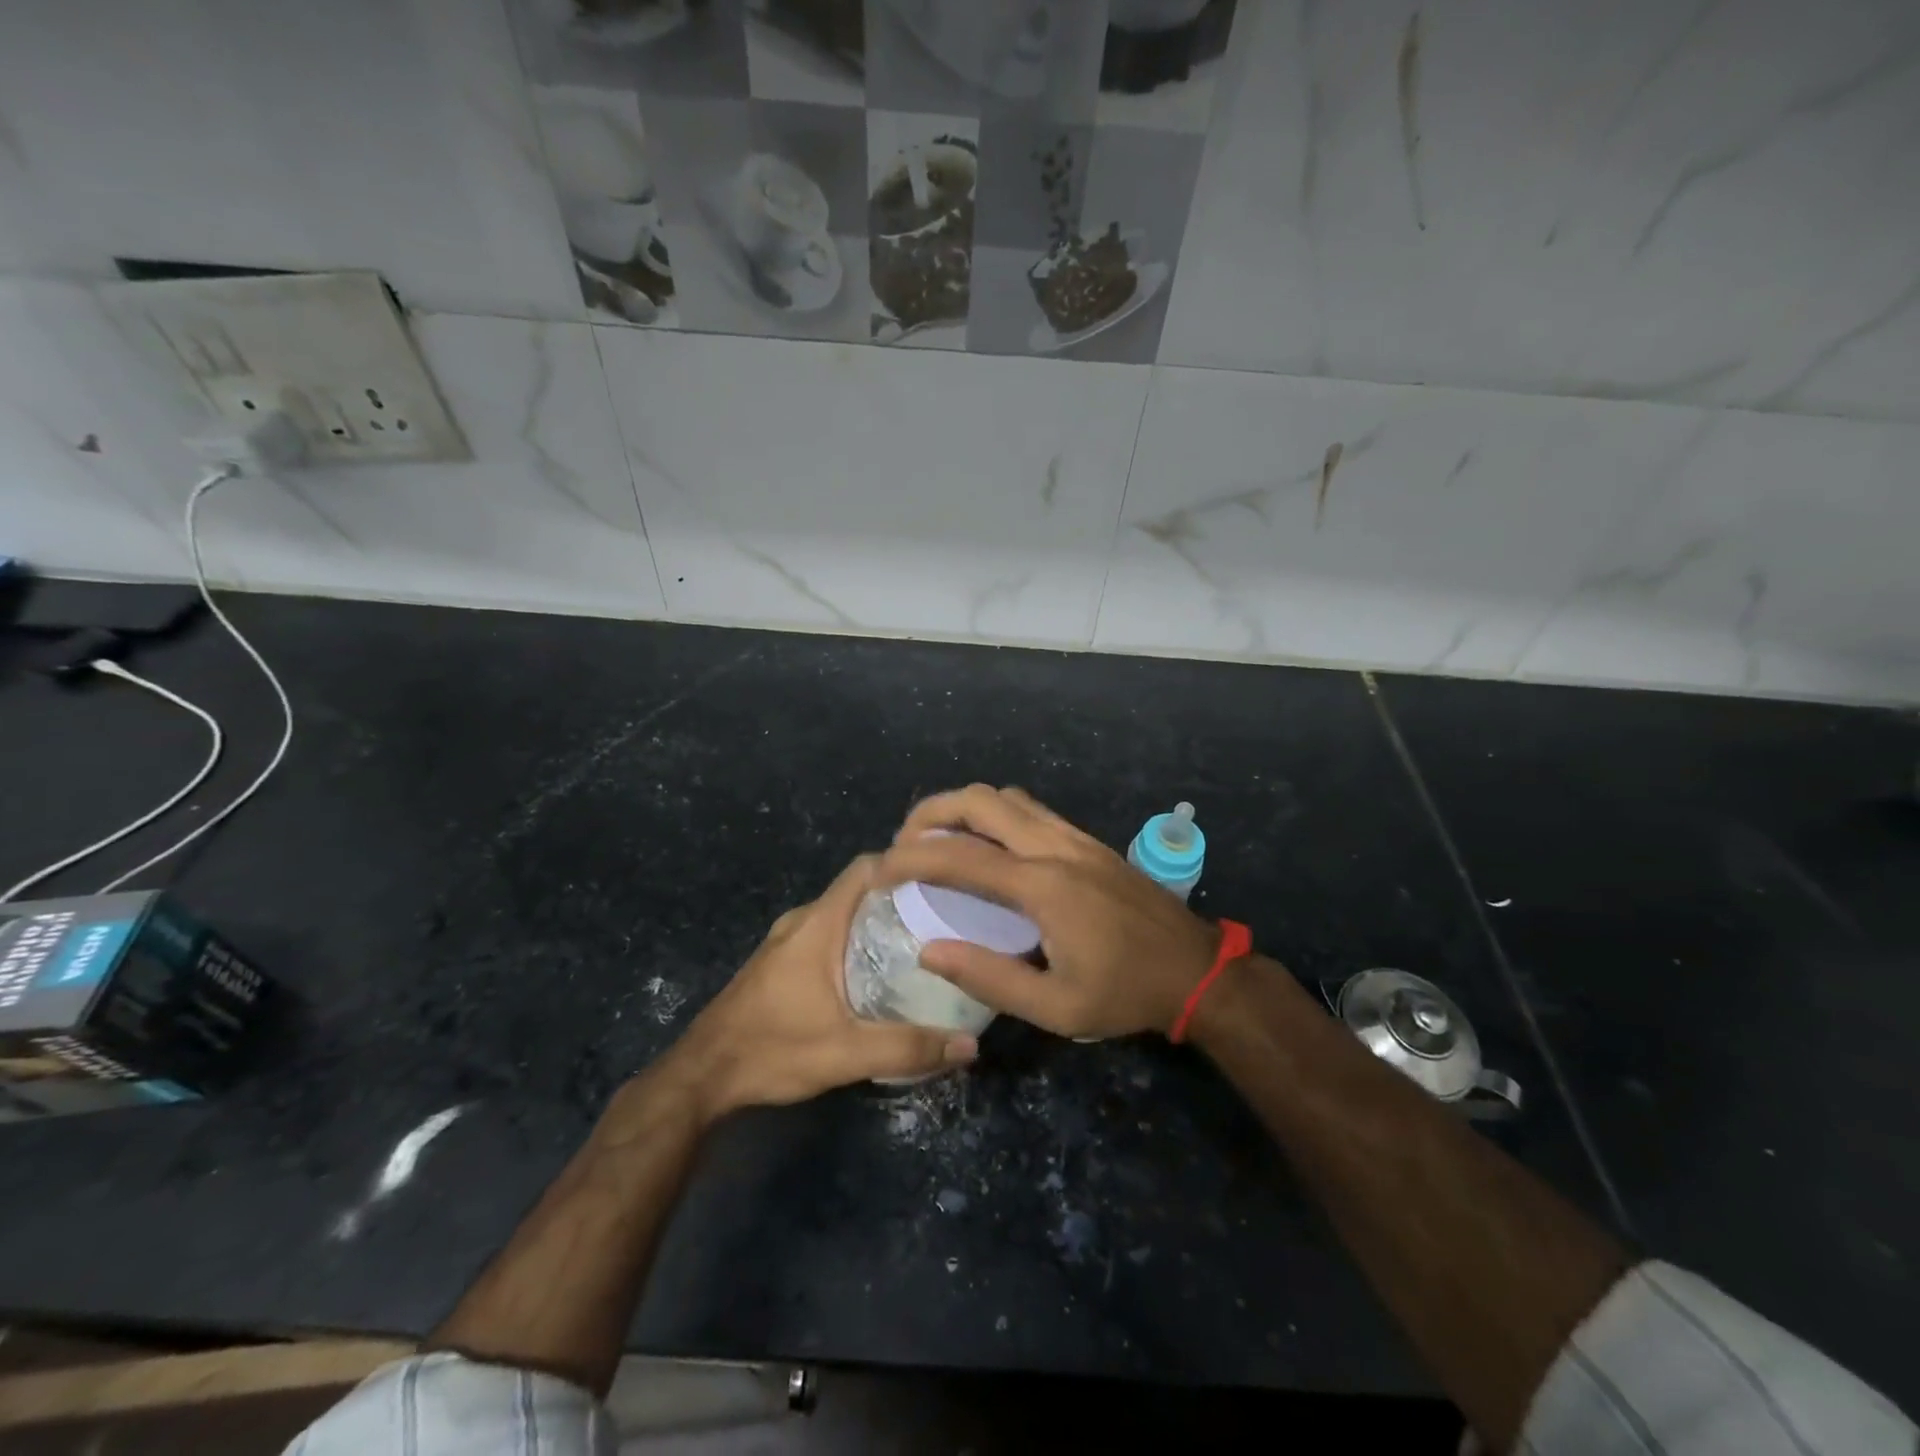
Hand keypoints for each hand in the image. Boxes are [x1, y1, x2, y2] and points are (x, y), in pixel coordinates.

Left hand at [661, 855, 977, 1120]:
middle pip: (858, 891)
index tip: (943, 879)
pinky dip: (856, 942)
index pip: (866, 868)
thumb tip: (970, 1045)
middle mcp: (801, 921)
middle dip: (900, 898)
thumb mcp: (845, 1053)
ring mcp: (786, 942)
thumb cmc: (771, 1051)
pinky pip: (827, 935)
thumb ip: (908, 1047)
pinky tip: (877, 974)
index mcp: (818, 924)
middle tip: (944, 918)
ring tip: (920, 945)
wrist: (699, 1078)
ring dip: (877, 923)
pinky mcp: (779, 963)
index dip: (904, 865)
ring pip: (842, 915)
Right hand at [876, 785, 1221, 1040]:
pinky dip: (993, 813)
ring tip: (937, 837)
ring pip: (1005, 797)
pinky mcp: (1087, 839)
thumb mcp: (1055, 1008)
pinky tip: (986, 843)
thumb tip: (929, 950)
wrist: (1196, 969)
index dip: (910, 859)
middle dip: (930, 813)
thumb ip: (989, 978)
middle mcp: (1054, 847)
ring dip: (962, 807)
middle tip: (903, 843)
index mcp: (1042, 887)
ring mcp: (1074, 837)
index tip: (879, 871)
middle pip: (979, 801)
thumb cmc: (1125, 994)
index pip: (959, 858)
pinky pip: (1029, 809)